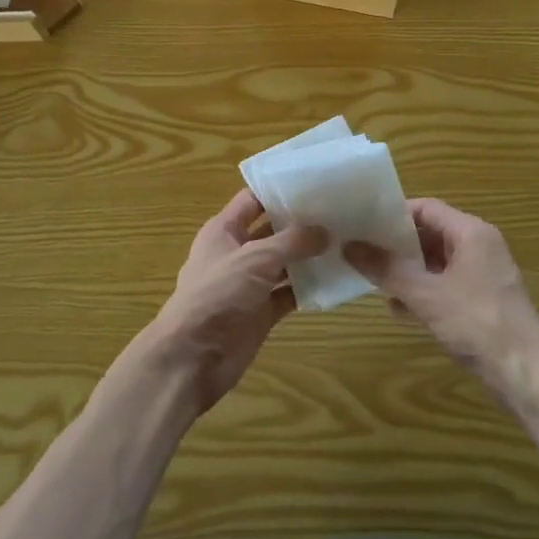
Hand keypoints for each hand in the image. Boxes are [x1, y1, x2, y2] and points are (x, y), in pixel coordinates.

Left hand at [130, 188, 326, 416]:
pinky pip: (288, 294)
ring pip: (283, 263)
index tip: (314, 182)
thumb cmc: (218, 294)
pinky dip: (307, 288)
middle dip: (300, 223)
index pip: (252, 200)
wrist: (194, 356)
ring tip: (345, 241)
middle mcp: (236, 253)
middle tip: (339, 212)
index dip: (279, 190)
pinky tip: (335, 279)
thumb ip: (292, 241)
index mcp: (223, 230)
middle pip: (272, 230)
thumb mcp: (256, 258)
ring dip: (308, 256)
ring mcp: (249, 284)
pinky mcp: (260, 312)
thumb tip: (325, 230)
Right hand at [345, 199, 538, 410]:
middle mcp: (480, 246)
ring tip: (374, 281)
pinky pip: (446, 285)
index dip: (392, 214)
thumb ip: (386, 269)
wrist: (526, 375)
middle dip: (396, 245)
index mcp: (472, 233)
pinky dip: (423, 291)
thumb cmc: (477, 324)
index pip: (426, 208)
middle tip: (362, 252)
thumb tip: (349, 246)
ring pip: (436, 262)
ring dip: (407, 271)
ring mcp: (483, 274)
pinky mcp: (483, 300)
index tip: (362, 225)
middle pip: (430, 233)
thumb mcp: (426, 295)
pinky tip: (399, 310)